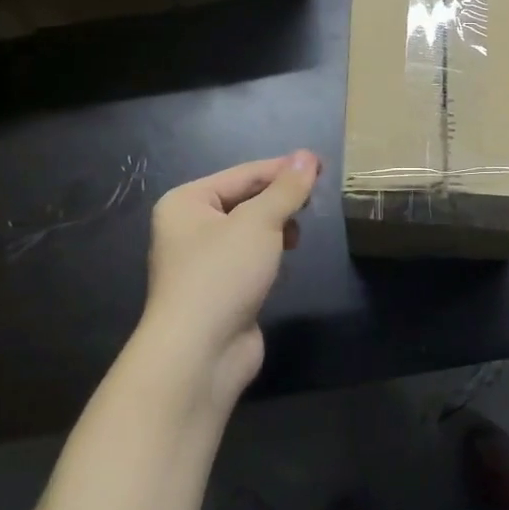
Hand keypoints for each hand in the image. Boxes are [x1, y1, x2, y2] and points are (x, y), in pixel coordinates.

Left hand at [132, 151, 320, 412]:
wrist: (198, 353)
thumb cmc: (222, 273)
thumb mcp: (259, 222)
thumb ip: (286, 189)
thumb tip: (307, 156)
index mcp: (186, 202)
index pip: (243, 173)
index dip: (283, 168)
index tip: (322, 165)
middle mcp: (188, 228)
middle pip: (244, 200)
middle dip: (280, 199)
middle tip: (317, 198)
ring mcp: (203, 262)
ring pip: (249, 231)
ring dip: (276, 227)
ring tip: (300, 231)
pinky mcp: (219, 291)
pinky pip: (249, 259)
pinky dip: (269, 255)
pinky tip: (287, 259)